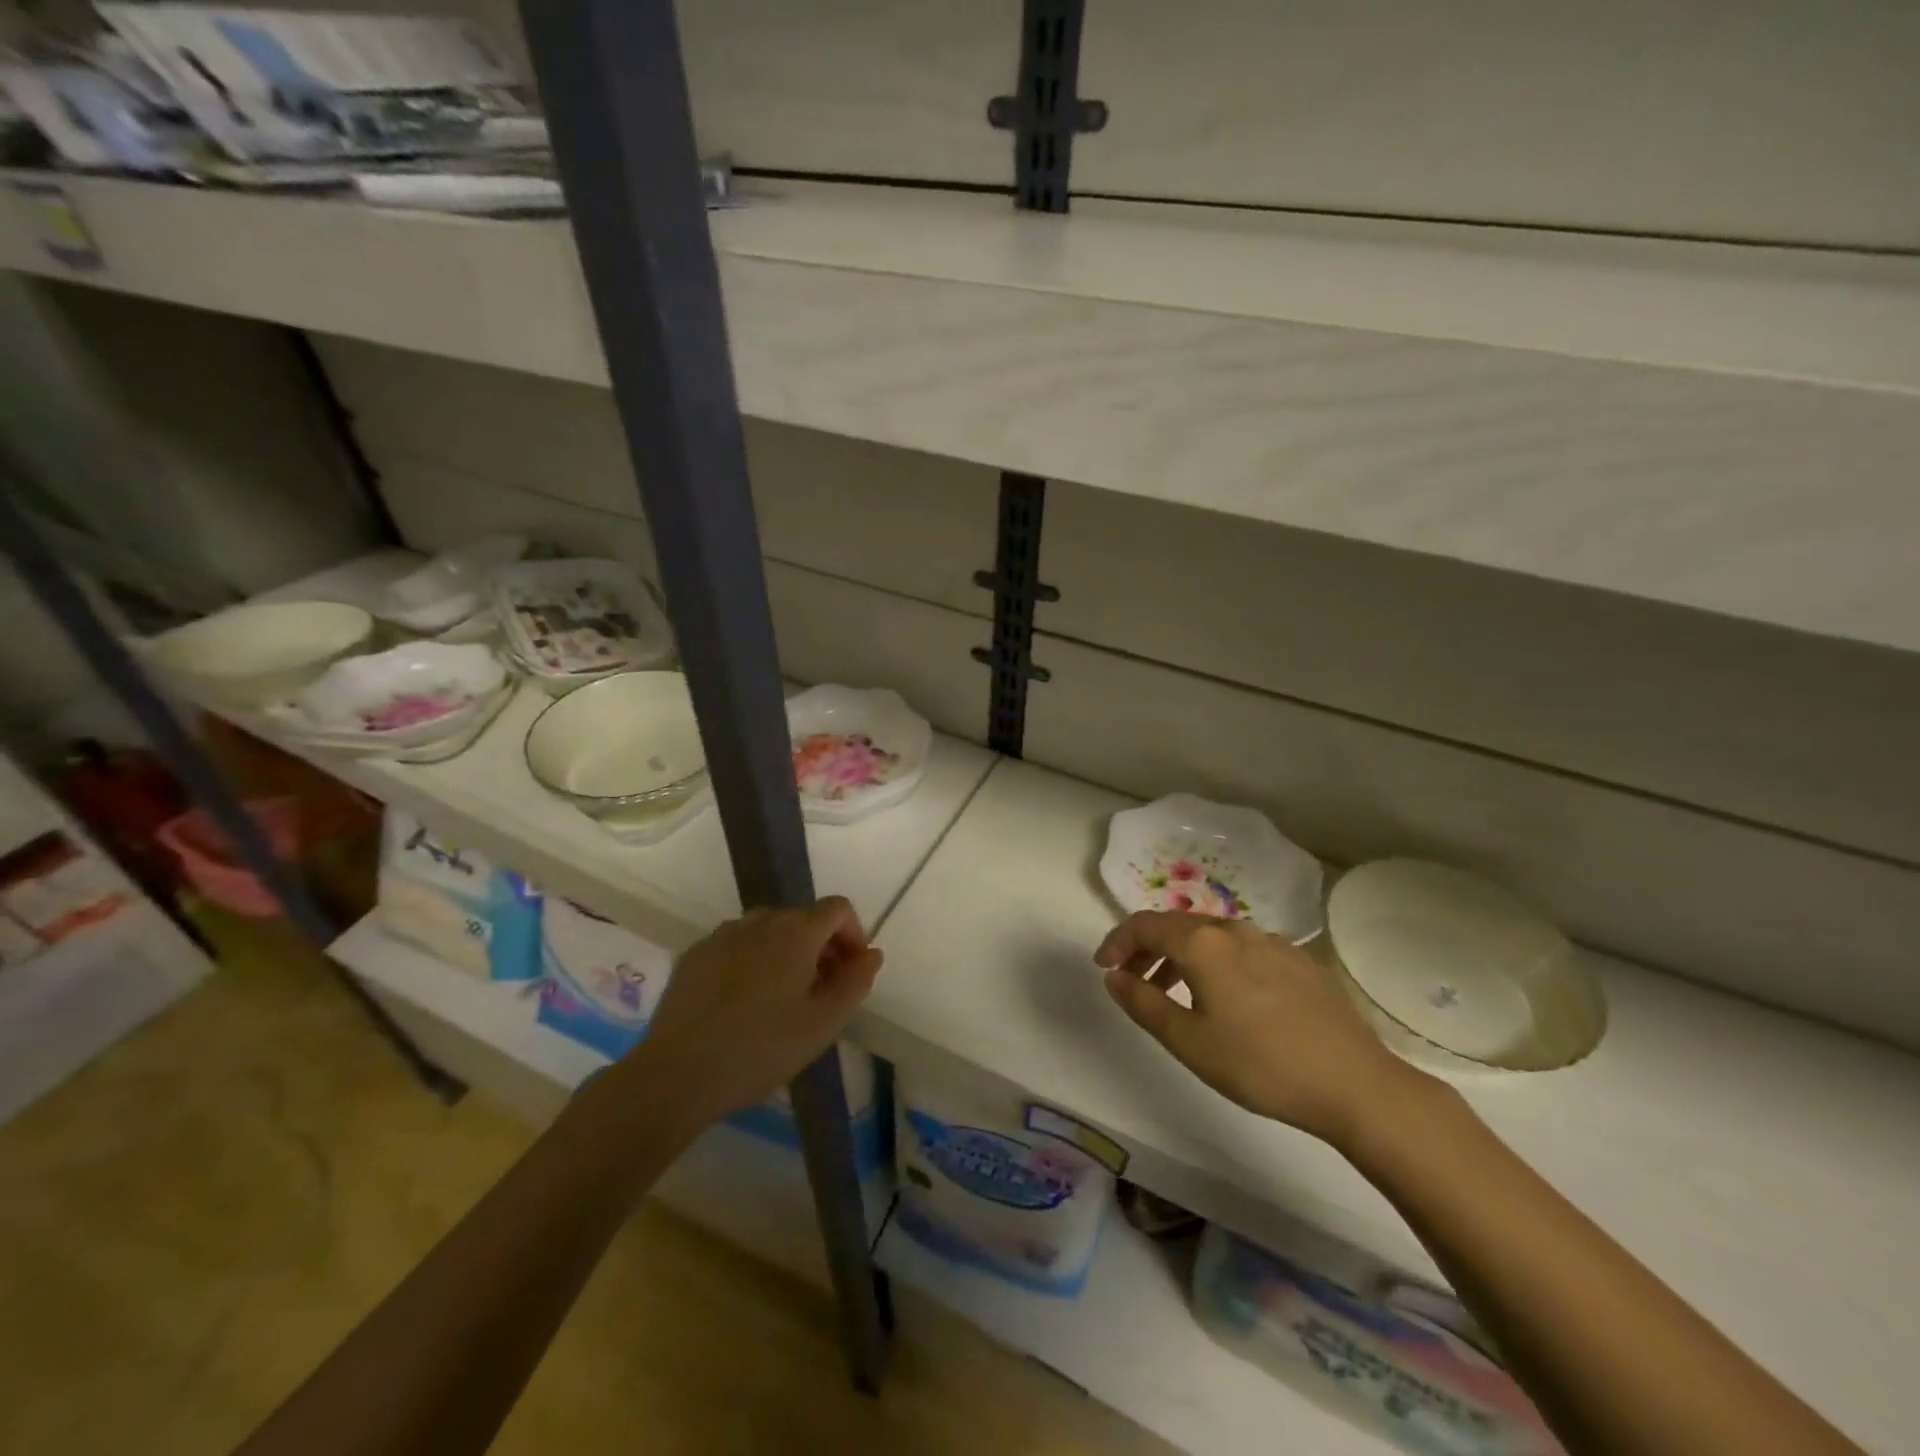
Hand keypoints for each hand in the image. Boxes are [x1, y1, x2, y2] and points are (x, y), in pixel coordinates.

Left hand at [626, 897, 882, 1123]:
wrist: (677, 1074)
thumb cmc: (761, 1048)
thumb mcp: (823, 1023)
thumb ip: (855, 982)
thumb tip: (872, 953)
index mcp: (796, 931)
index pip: (838, 908)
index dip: (854, 933)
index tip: (852, 971)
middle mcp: (760, 920)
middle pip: (803, 917)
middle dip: (821, 946)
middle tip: (822, 991)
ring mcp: (723, 934)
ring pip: (768, 930)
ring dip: (786, 952)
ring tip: (783, 998)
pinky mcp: (695, 954)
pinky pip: (737, 945)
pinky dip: (752, 960)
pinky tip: (744, 1002)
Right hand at [1095, 911, 1433, 1149]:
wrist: (1355, 1084)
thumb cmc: (1261, 1065)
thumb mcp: (1189, 1041)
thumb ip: (1143, 1003)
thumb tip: (1113, 977)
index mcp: (1203, 943)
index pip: (1145, 925)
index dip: (1117, 942)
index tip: (1104, 968)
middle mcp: (1235, 929)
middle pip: (1177, 926)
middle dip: (1147, 950)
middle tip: (1131, 982)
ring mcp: (1272, 942)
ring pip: (1211, 937)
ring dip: (1181, 958)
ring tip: (1174, 995)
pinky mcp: (1299, 961)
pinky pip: (1242, 950)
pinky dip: (1217, 964)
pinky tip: (1228, 1000)